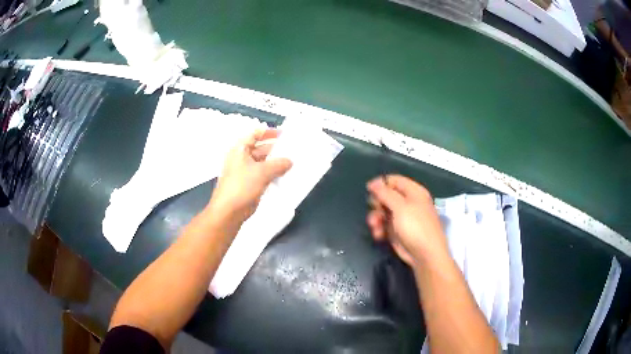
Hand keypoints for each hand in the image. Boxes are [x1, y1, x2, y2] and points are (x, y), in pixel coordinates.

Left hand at [208, 129, 291, 224]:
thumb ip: (278, 164)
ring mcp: (245, 172)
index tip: (283, 134)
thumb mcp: (262, 172)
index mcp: (240, 150)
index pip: (254, 135)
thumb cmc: (241, 186)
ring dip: (275, 164)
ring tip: (291, 164)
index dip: (268, 132)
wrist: (229, 212)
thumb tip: (289, 161)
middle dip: (275, 150)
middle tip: (292, 151)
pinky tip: (284, 177)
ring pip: (263, 164)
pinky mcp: (249, 185)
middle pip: (260, 149)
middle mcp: (241, 159)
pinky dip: (273, 175)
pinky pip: (263, 175)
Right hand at [366, 175, 448, 266]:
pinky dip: (379, 229)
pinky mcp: (397, 231)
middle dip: (377, 204)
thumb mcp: (401, 207)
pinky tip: (378, 235)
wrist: (425, 255)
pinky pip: (384, 225)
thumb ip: (385, 193)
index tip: (369, 190)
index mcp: (414, 192)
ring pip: (383, 211)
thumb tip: (374, 183)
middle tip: (375, 210)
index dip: (381, 183)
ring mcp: (402, 217)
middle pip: (386, 196)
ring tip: (374, 226)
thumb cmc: (416, 227)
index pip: (395, 180)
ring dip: (376, 218)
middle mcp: (408, 202)